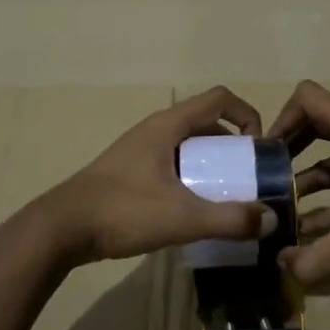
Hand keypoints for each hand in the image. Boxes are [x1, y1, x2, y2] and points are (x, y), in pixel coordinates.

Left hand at [34, 86, 265, 265]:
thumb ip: (229, 219)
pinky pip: (173, 164)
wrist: (60, 230)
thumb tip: (269, 219)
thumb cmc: (123, 211)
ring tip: (224, 197)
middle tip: (245, 179)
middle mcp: (156, 130)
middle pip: (206, 123)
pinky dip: (191, 178)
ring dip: (212, 165)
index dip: (247, 115)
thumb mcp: (182, 217)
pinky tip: (192, 211)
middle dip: (233, 147)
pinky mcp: (130, 172)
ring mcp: (140, 150)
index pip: (220, 99)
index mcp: (169, 125)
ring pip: (189, 146)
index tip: (257, 149)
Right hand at [268, 80, 329, 285]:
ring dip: (312, 178)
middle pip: (319, 122)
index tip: (268, 153)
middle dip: (292, 149)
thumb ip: (313, 259)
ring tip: (288, 210)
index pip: (308, 97)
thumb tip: (280, 269)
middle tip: (271, 176)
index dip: (281, 118)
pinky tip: (318, 228)